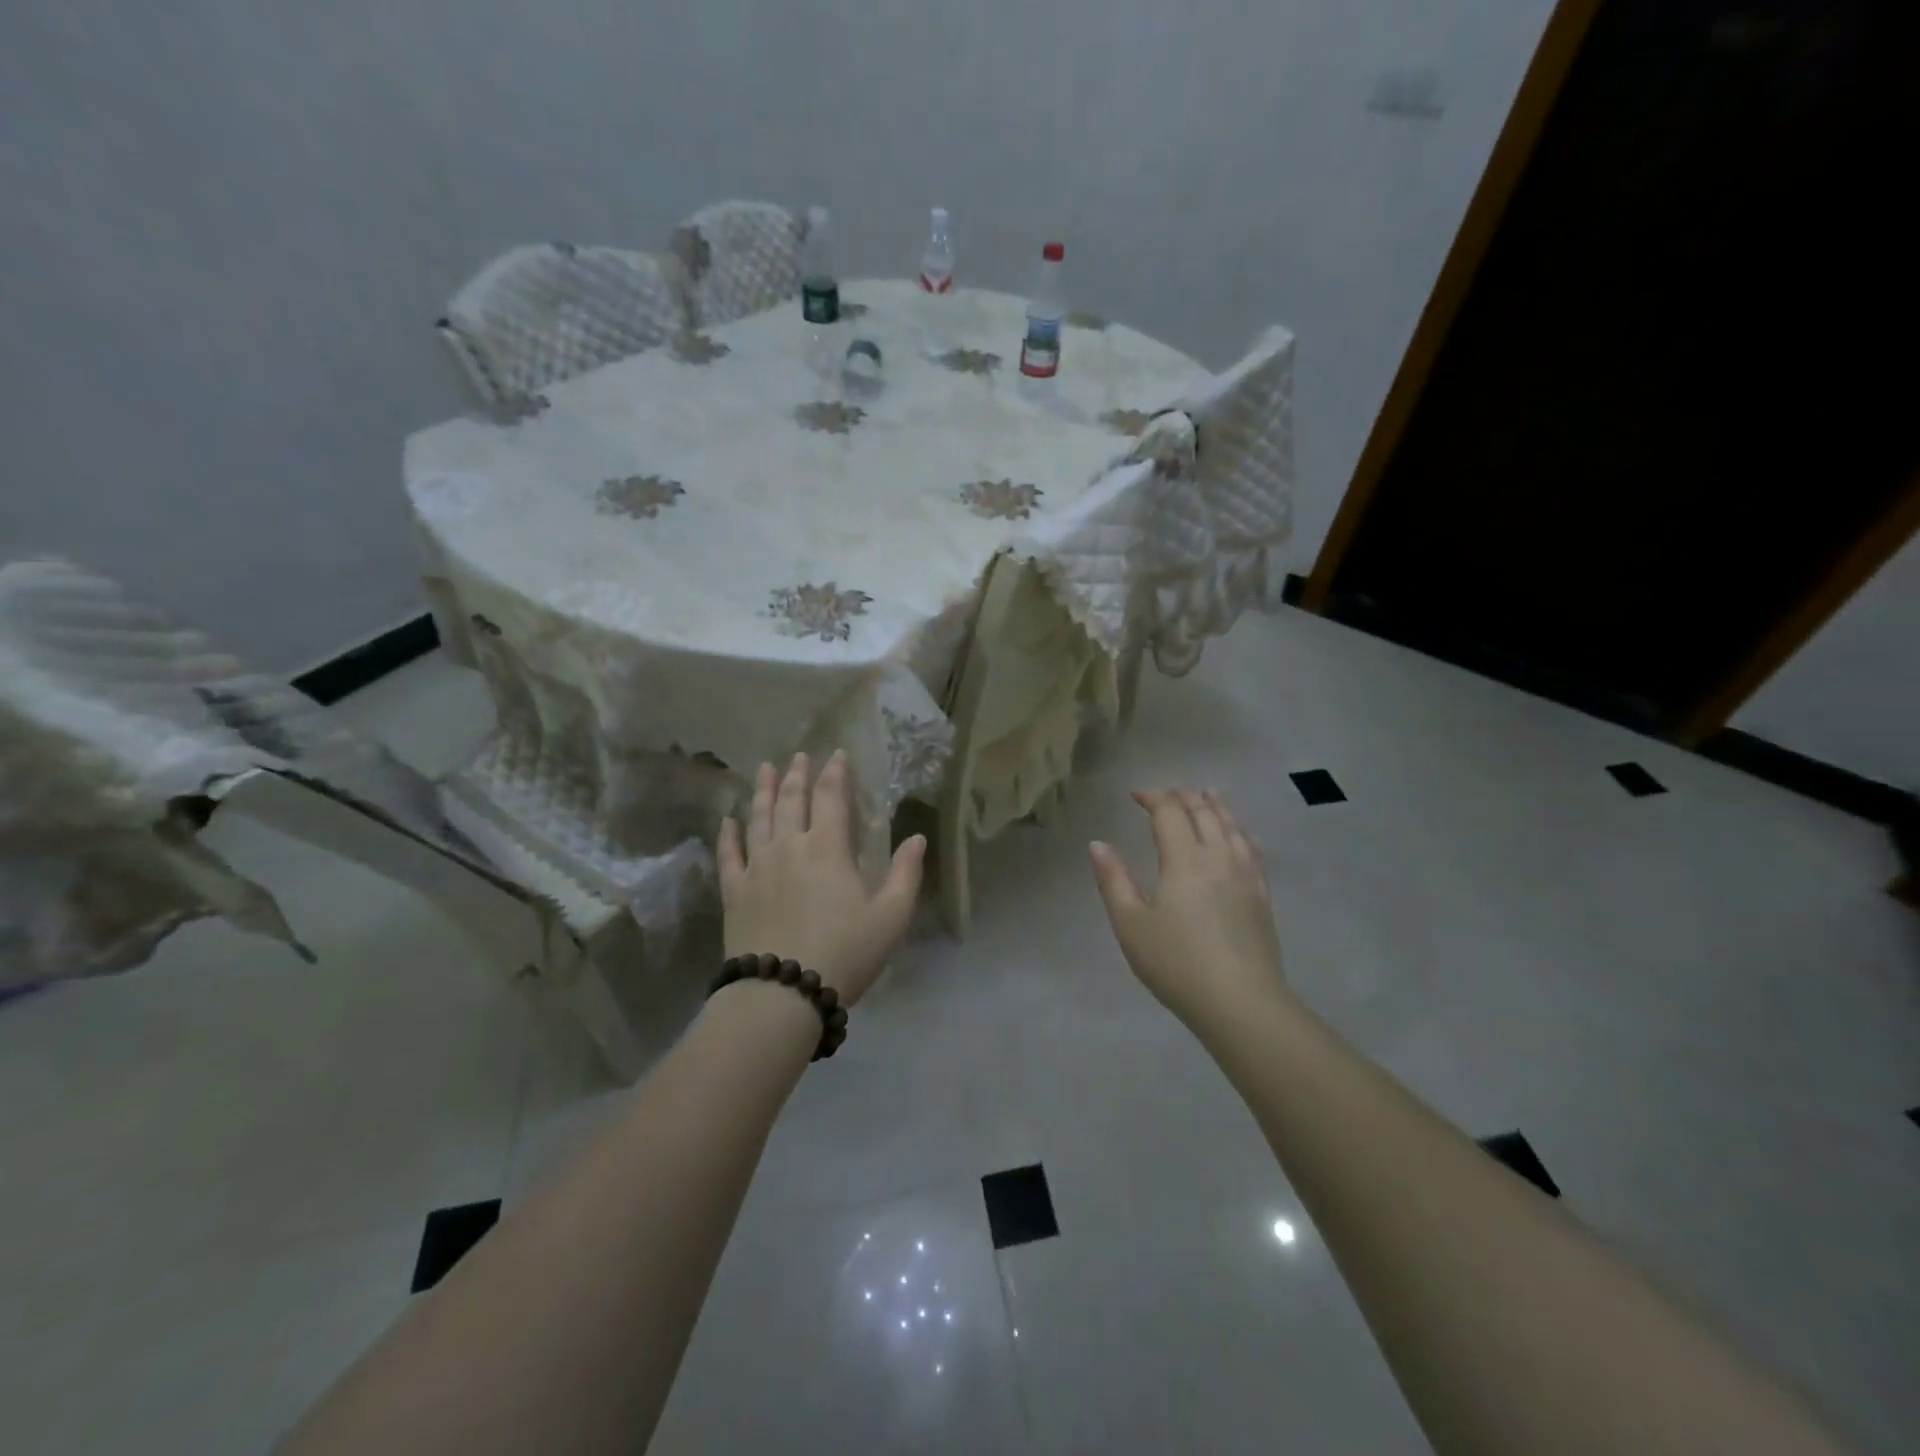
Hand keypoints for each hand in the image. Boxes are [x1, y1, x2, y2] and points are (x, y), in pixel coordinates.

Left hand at [716, 751, 924, 1005]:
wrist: (782, 993)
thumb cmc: (844, 953)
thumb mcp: (891, 917)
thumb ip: (906, 874)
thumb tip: (917, 837)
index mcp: (828, 848)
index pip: (831, 797)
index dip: (835, 773)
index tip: (836, 754)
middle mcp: (789, 847)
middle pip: (791, 800)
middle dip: (797, 775)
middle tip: (798, 755)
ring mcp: (757, 867)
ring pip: (758, 818)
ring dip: (763, 791)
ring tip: (764, 769)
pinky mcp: (734, 891)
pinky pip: (728, 854)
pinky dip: (728, 834)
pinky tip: (728, 820)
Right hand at [1089, 789, 1287, 1030]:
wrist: (1241, 1003)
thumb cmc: (1177, 964)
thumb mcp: (1130, 925)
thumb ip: (1113, 880)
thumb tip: (1098, 844)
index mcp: (1184, 859)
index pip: (1169, 812)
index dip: (1152, 797)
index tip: (1135, 796)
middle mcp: (1218, 856)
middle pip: (1203, 811)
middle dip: (1182, 796)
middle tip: (1165, 794)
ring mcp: (1246, 874)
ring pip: (1232, 825)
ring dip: (1215, 805)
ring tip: (1207, 795)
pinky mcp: (1262, 894)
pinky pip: (1252, 847)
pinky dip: (1240, 830)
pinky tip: (1239, 834)